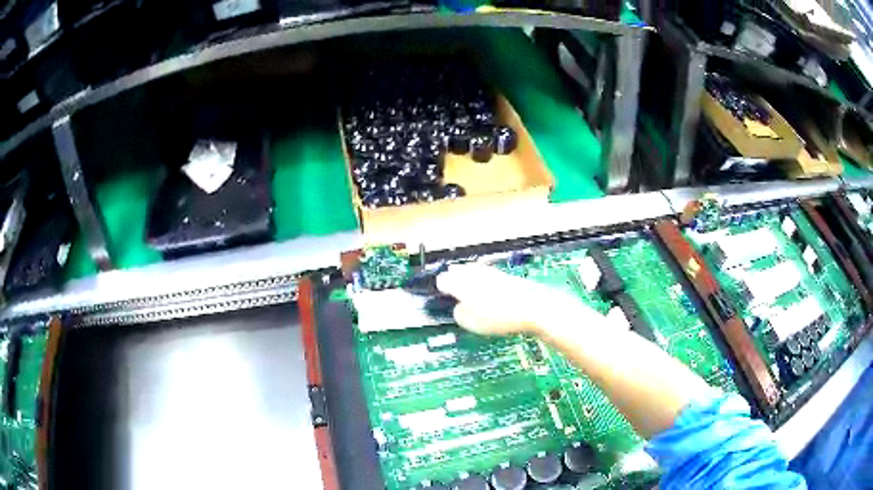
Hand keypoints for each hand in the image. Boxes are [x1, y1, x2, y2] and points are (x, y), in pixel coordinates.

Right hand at [436, 263, 598, 335]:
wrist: (534, 307)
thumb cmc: (500, 316)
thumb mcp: (471, 323)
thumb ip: (459, 314)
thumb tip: (459, 307)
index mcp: (461, 283)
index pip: (442, 280)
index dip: (439, 289)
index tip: (439, 296)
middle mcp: (474, 273)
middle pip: (457, 271)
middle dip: (453, 279)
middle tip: (450, 289)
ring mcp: (491, 272)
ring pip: (472, 271)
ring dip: (467, 278)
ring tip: (466, 289)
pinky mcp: (505, 275)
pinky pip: (486, 275)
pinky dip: (482, 281)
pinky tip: (486, 291)